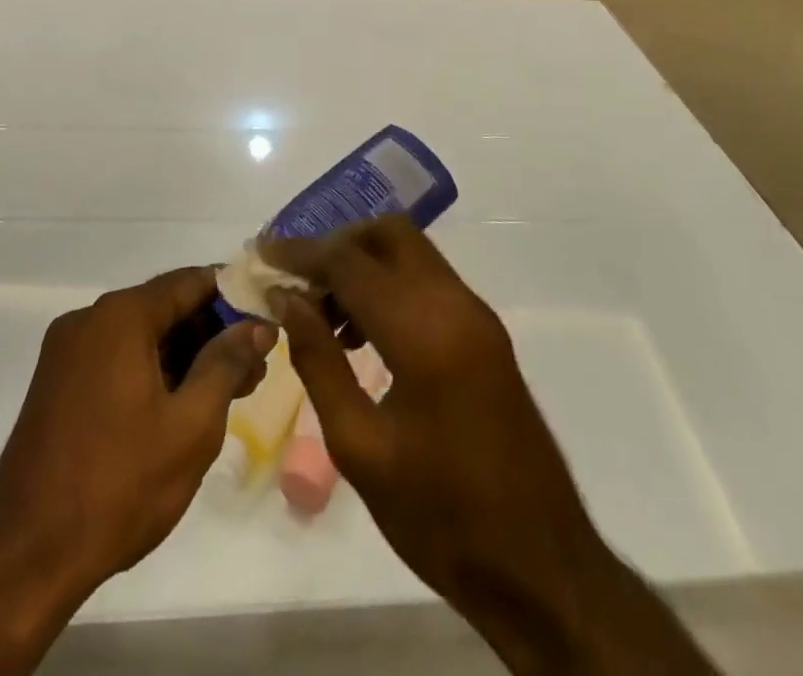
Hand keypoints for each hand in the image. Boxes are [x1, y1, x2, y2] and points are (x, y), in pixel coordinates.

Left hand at [0, 267, 274, 675]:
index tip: (266, 320)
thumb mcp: (191, 424)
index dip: (234, 297)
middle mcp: (89, 320)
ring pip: (141, 336)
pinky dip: (151, 371)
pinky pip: (116, 358)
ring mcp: (66, 352)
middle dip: (211, 332)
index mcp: (121, 316)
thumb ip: (227, 362)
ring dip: (184, 355)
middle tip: (253, 368)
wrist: (25, 558)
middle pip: (164, 307)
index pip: (190, 281)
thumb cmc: (119, 484)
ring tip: (227, 391)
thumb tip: (257, 324)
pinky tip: (180, 404)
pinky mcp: (56, 384)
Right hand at [263, 218, 714, 675]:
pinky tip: (362, 332)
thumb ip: (318, 361)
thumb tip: (287, 300)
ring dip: (363, 264)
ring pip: (410, 253)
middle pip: (388, 234)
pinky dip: (389, 284)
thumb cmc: (440, 517)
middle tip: (297, 283)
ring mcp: (477, 315)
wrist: (541, 568)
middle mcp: (455, 304)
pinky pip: (428, 281)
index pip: (350, 263)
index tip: (261, 254)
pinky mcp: (485, 333)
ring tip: (323, 315)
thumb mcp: (360, 448)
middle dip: (337, 245)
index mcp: (424, 331)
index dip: (300, 253)